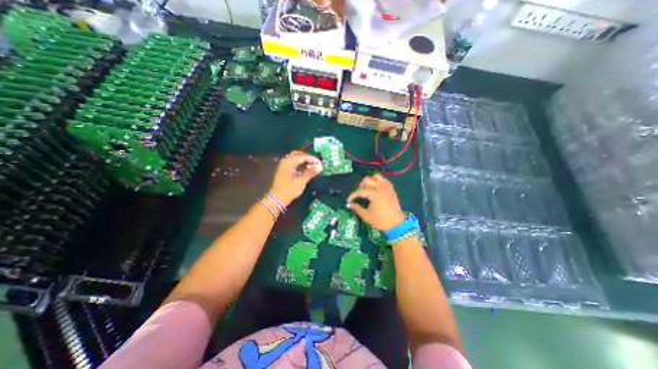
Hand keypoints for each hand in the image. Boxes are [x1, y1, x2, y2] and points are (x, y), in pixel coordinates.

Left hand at [268, 152, 322, 206]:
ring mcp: (284, 165)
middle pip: (298, 155)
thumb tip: (320, 166)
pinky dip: (301, 165)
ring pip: (296, 159)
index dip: (313, 159)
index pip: (303, 156)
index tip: (321, 163)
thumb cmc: (289, 189)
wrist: (277, 199)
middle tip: (316, 163)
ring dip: (304, 161)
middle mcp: (286, 161)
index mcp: (289, 161)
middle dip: (308, 158)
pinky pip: (294, 164)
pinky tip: (306, 169)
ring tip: (313, 166)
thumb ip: (311, 172)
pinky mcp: (284, 171)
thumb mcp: (301, 181)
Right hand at [345, 173, 406, 230]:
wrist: (396, 224)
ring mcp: (387, 187)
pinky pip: (383, 180)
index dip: (353, 195)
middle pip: (367, 179)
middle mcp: (381, 188)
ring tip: (367, 189)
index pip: (360, 191)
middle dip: (360, 186)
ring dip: (370, 181)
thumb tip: (348, 204)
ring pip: (376, 177)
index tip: (348, 200)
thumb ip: (356, 208)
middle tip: (358, 194)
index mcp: (374, 194)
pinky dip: (378, 182)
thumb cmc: (380, 221)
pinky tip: (375, 188)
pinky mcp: (391, 189)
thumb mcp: (366, 216)